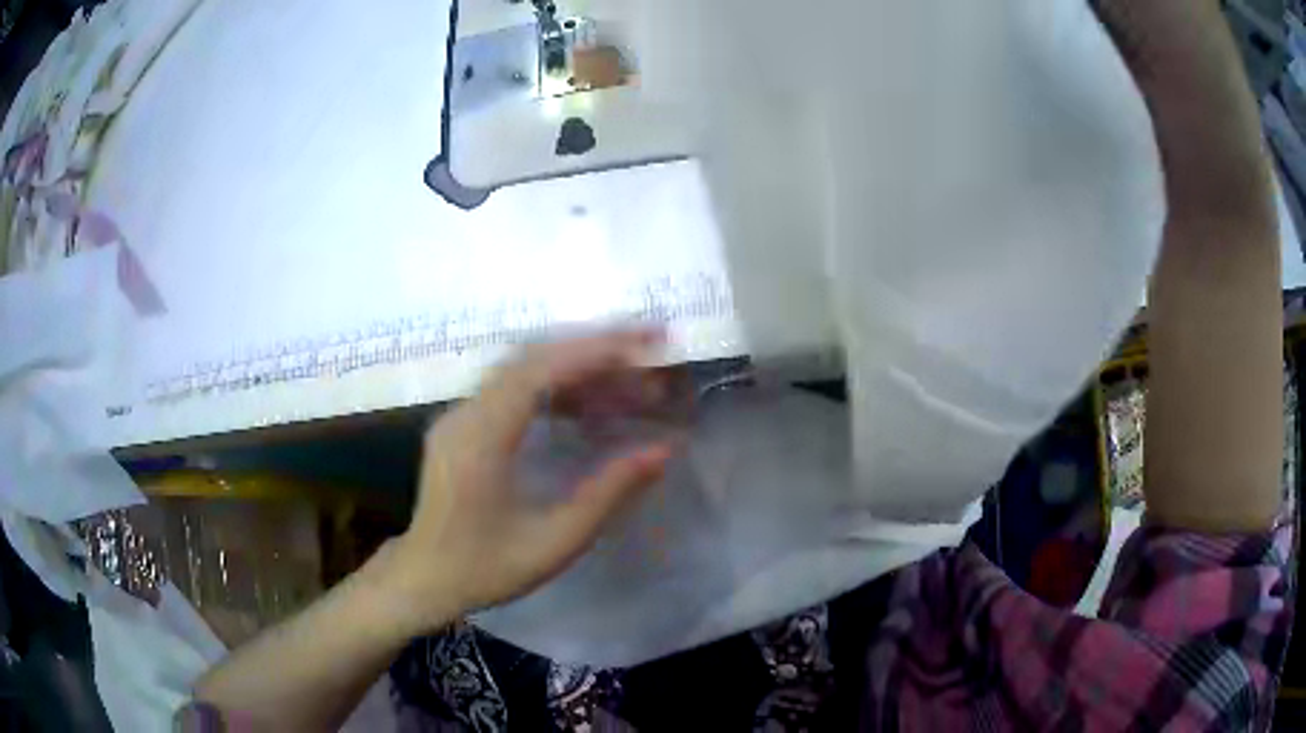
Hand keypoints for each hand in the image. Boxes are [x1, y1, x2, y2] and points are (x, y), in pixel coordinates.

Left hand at [380, 331, 677, 633]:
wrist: (424, 579)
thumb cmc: (486, 569)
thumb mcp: (554, 542)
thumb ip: (608, 493)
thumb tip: (662, 450)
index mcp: (481, 439)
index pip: (540, 370)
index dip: (596, 349)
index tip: (646, 342)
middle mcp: (465, 413)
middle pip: (533, 357)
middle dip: (595, 347)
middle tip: (649, 347)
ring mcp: (459, 414)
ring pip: (523, 367)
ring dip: (577, 364)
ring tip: (629, 378)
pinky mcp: (462, 423)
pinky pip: (512, 387)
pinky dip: (555, 384)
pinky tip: (588, 402)